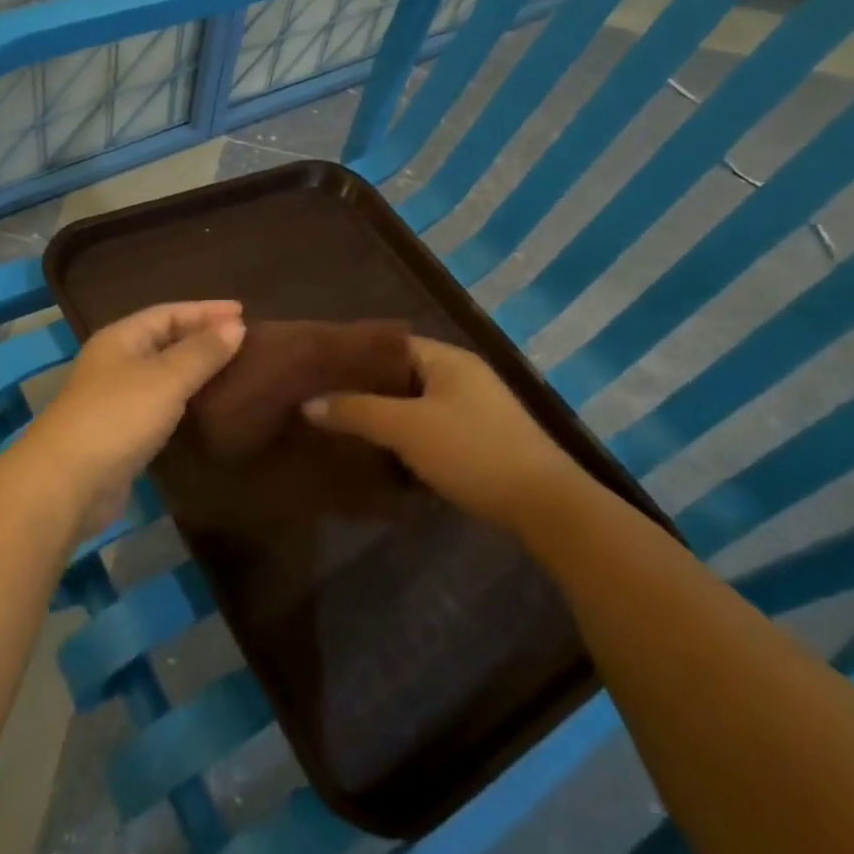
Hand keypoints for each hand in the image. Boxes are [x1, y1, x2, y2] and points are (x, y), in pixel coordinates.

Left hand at [24, 301, 245, 532]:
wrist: (68, 482)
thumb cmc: (118, 416)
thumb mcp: (166, 378)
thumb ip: (202, 352)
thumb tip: (237, 326)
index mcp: (120, 338)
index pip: (168, 312)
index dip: (205, 310)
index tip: (244, 313)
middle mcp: (115, 362)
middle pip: (164, 339)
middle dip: (201, 337)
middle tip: (243, 340)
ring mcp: (115, 398)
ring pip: (162, 373)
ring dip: (194, 369)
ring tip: (232, 369)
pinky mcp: (121, 432)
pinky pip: (160, 404)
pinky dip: (184, 399)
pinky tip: (205, 406)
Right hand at [304, 337, 576, 528]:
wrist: (545, 507)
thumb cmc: (472, 451)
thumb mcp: (406, 428)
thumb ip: (355, 411)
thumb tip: (308, 403)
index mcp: (448, 360)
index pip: (390, 345)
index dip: (354, 356)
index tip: (318, 371)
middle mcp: (462, 378)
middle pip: (401, 376)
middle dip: (364, 389)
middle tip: (322, 401)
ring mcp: (474, 411)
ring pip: (414, 406)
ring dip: (383, 417)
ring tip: (342, 428)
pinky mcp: (479, 443)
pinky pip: (430, 431)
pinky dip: (405, 439)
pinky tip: (379, 456)